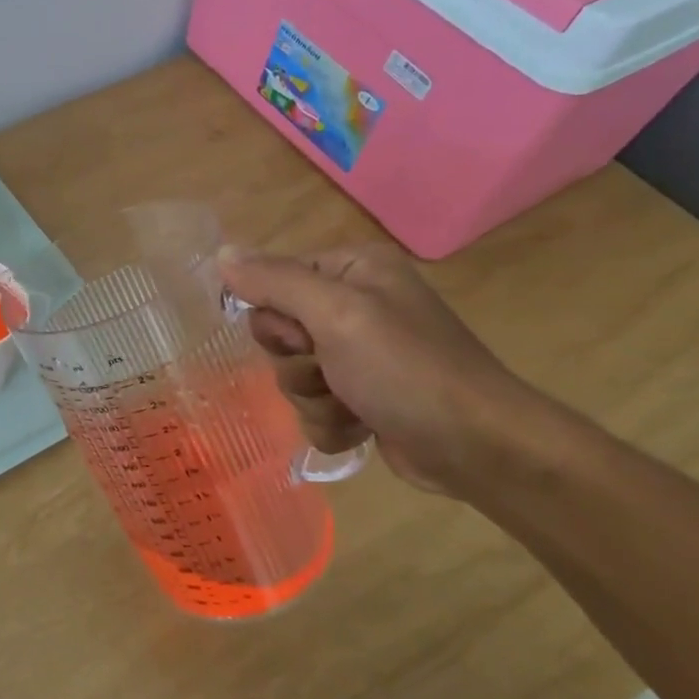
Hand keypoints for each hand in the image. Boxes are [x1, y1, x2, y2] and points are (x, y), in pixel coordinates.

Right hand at [220, 244, 534, 495]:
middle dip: (296, 364)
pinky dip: (331, 423)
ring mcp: (359, 356)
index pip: (274, 282)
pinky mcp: (364, 398)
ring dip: (314, 399)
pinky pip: (313, 408)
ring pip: (292, 376)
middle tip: (330, 372)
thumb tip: (221, 252)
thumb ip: (274, 281)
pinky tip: (360, 428)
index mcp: (353, 271)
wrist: (477, 447)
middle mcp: (355, 306)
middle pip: (278, 333)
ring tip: (353, 407)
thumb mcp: (336, 314)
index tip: (305, 337)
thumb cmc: (405, 369)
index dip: (278, 317)